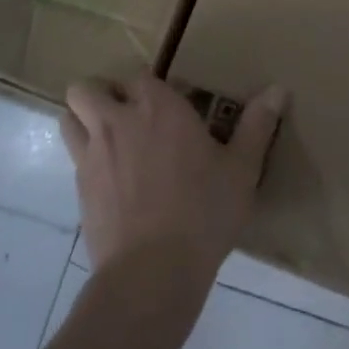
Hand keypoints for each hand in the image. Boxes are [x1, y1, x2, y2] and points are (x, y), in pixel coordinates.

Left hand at [61, 73, 283, 292]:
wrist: (152, 273)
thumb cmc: (203, 213)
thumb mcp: (241, 169)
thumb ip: (258, 125)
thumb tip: (279, 89)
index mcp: (158, 108)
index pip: (139, 75)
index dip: (148, 86)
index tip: (168, 104)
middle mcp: (117, 121)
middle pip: (86, 88)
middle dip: (101, 94)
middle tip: (127, 114)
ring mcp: (91, 155)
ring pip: (68, 118)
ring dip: (83, 120)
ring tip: (109, 139)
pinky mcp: (79, 190)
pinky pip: (73, 159)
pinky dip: (86, 159)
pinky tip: (111, 182)